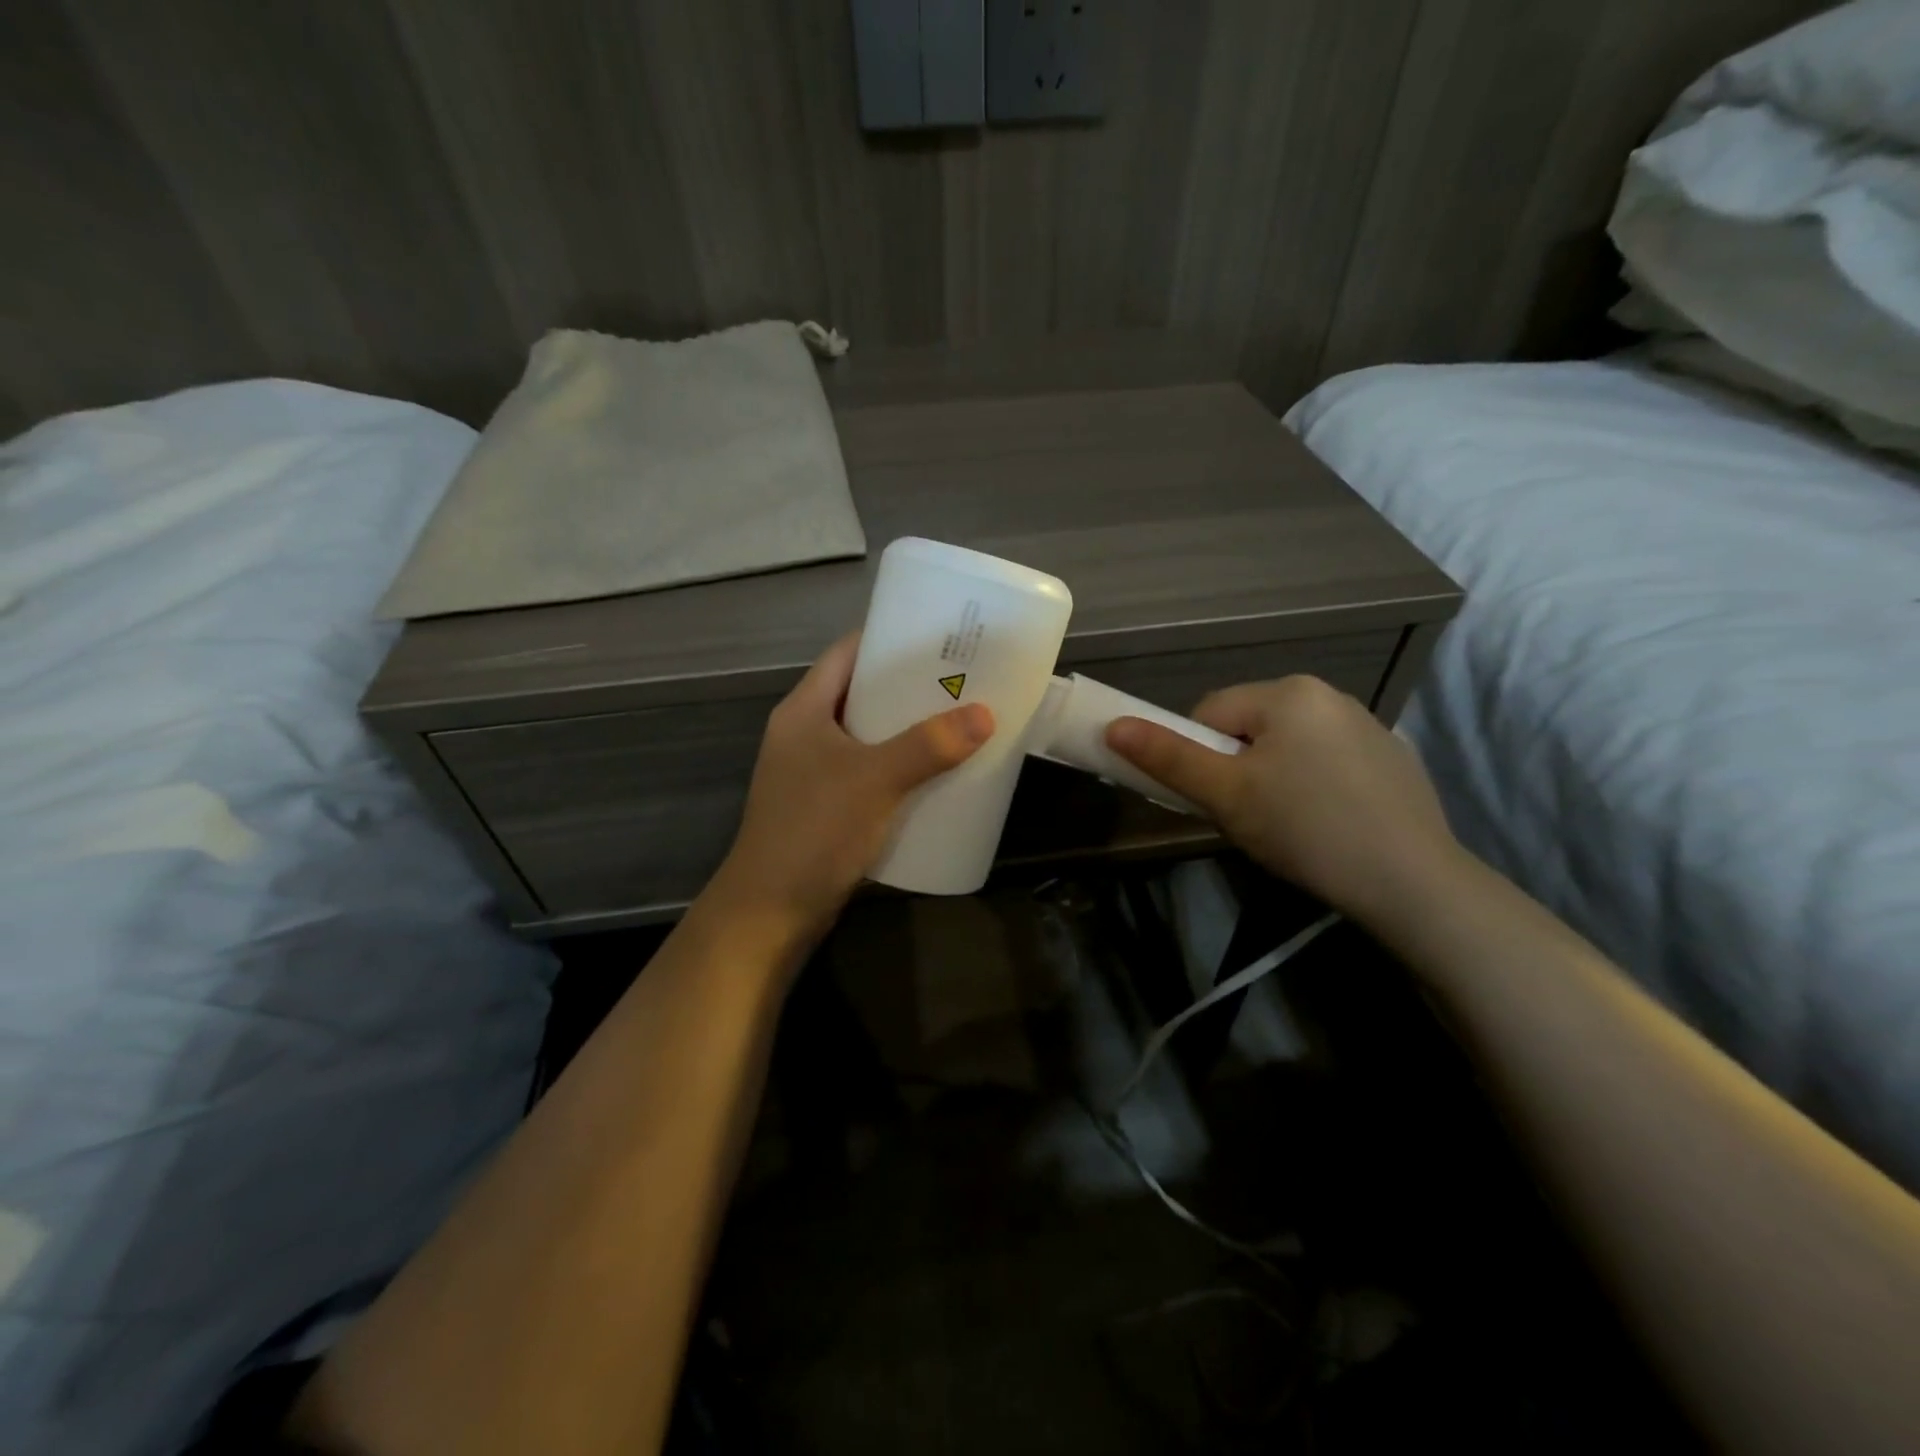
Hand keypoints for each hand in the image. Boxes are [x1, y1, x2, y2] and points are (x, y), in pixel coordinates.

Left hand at [711, 634, 993, 944]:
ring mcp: (814, 772)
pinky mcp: (828, 806)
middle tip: (961, 680)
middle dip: (909, 686)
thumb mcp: (874, 780)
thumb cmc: (814, 831)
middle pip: (861, 693)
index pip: (846, 654)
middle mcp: (805, 734)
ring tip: (958, 720)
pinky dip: (901, 766)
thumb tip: (985, 714)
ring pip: (869, 735)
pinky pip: (871, 772)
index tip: (937, 637)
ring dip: (908, 729)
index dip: (888, 639)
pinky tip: (936, 773)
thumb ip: (928, 746)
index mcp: (803, 711)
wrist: (772, 911)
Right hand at [1105, 675, 1460, 922]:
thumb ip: (1168, 758)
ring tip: (1289, 826)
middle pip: (1249, 728)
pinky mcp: (1392, 758)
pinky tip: (1329, 825)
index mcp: (1287, 692)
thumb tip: (1113, 726)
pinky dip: (1314, 786)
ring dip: (1272, 777)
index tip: (1216, 801)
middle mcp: (1329, 694)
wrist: (1413, 883)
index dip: (1199, 758)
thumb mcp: (1226, 795)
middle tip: (1250, 817)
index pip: (1209, 713)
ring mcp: (1367, 725)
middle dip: (1237, 768)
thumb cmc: (1305, 829)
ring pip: (1287, 746)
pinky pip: (1327, 761)